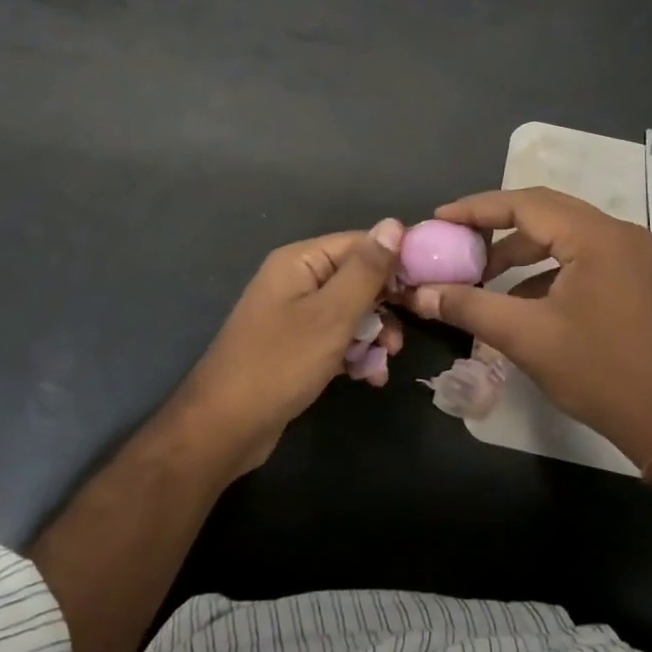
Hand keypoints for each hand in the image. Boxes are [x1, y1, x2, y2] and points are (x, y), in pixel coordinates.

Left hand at [171, 219, 404, 474]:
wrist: (223, 429)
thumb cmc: (280, 363)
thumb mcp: (332, 314)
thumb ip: (366, 270)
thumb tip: (395, 223)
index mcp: (301, 261)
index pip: (360, 243)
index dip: (395, 262)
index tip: (427, 287)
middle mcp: (297, 280)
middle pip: (357, 279)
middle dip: (384, 307)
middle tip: (401, 337)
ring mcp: (295, 315)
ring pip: (351, 313)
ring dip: (372, 336)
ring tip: (383, 363)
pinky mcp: (297, 347)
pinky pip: (337, 339)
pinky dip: (355, 354)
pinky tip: (368, 378)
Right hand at [407, 188, 651, 466]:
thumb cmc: (598, 371)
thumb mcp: (525, 337)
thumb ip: (469, 306)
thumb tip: (418, 294)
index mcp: (596, 236)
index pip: (524, 204)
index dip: (477, 209)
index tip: (440, 218)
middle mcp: (617, 232)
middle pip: (544, 211)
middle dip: (496, 225)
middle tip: (456, 239)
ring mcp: (631, 252)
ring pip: (563, 233)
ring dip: (521, 249)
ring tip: (482, 273)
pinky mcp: (635, 274)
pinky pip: (580, 254)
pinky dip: (546, 267)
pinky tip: (520, 297)